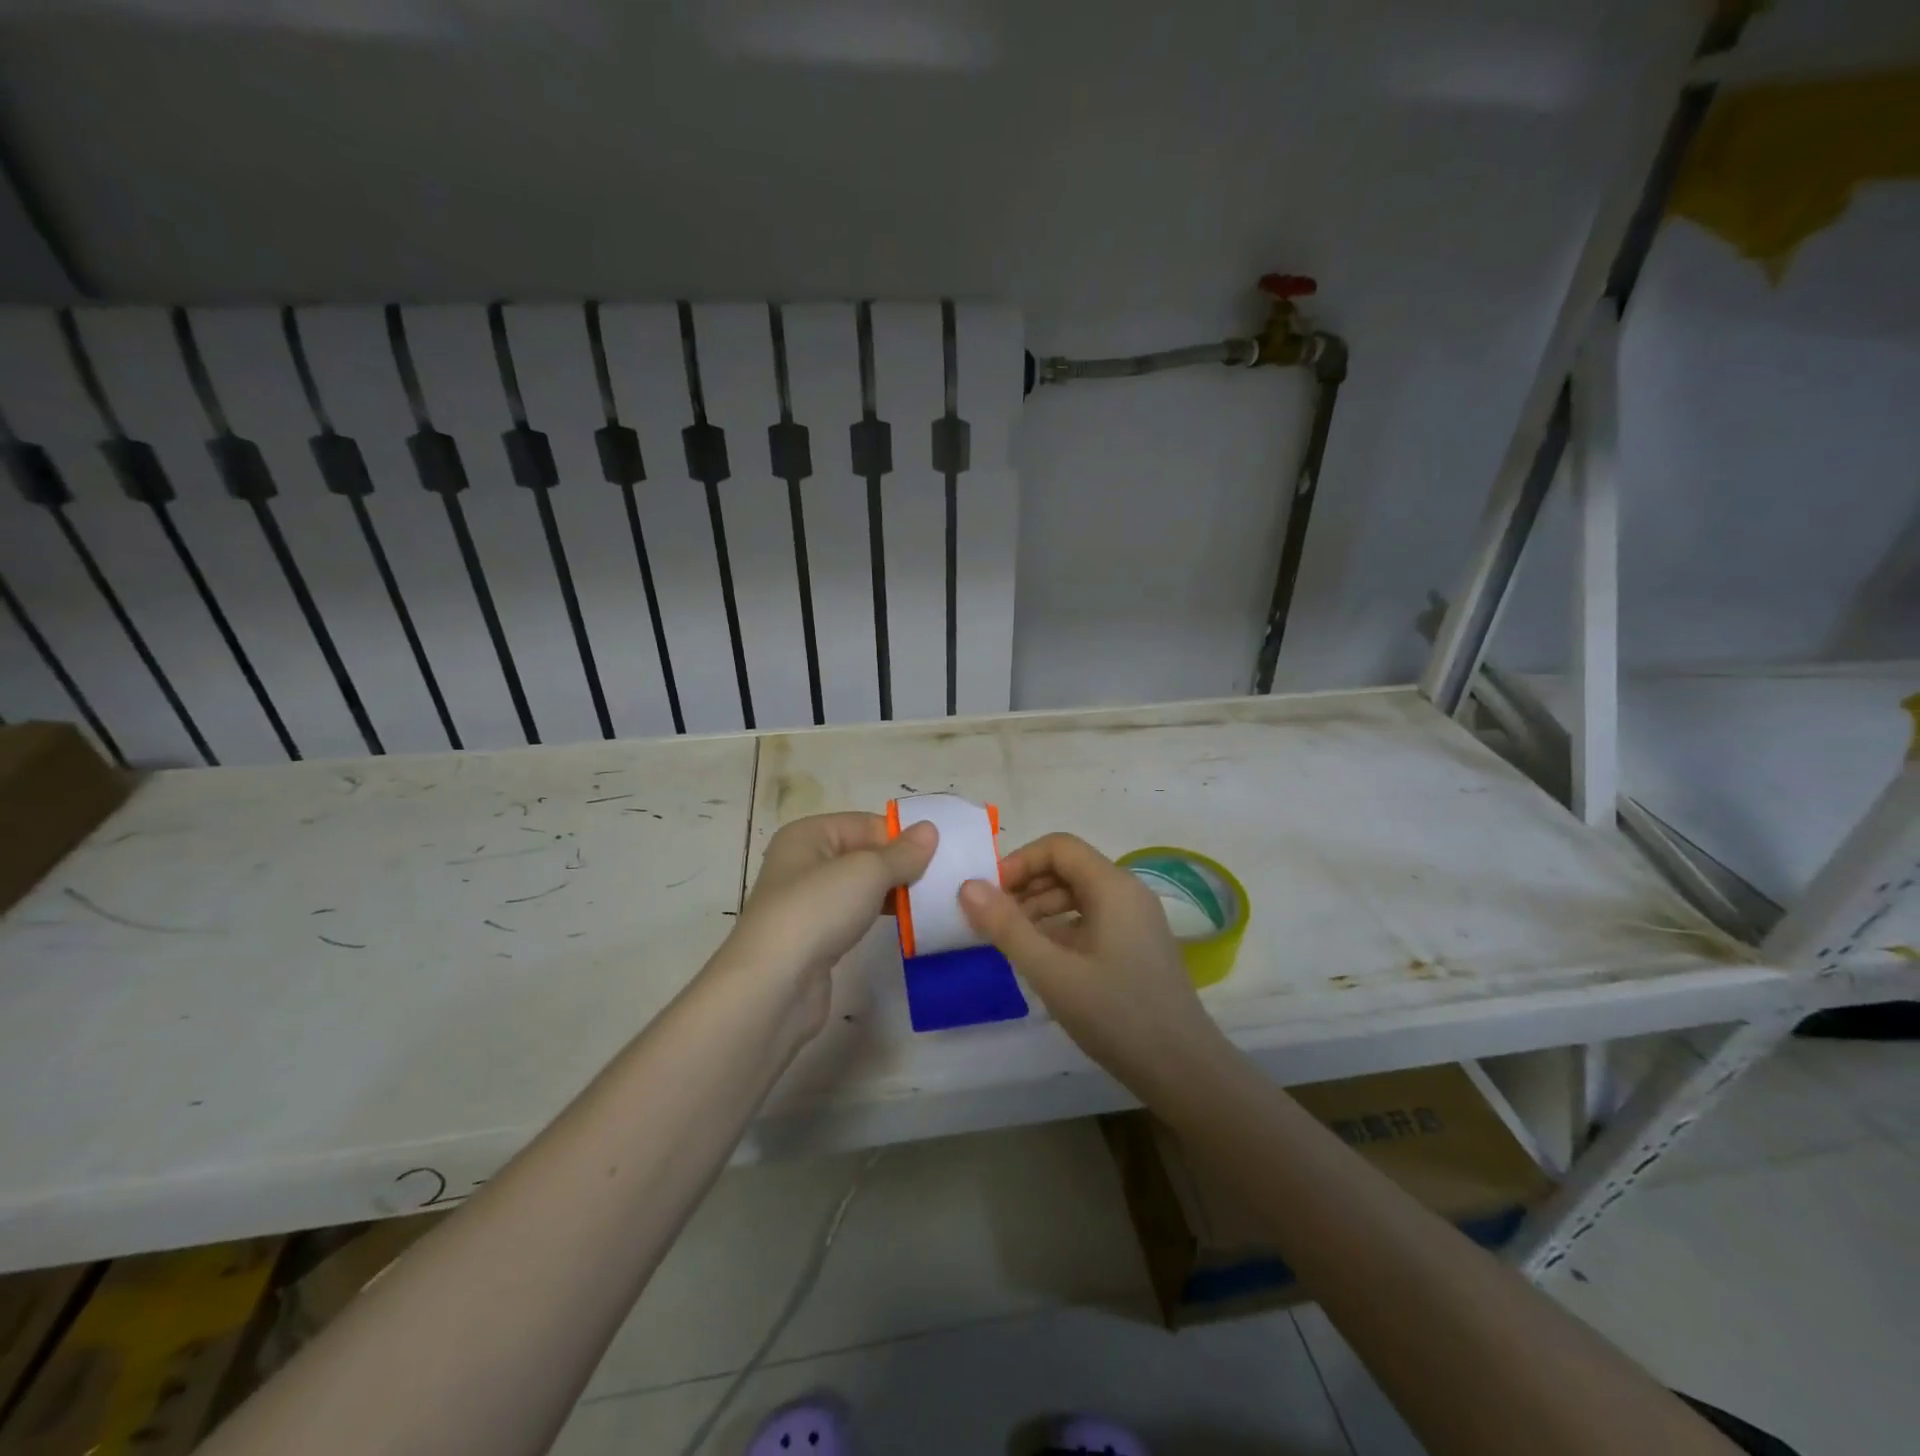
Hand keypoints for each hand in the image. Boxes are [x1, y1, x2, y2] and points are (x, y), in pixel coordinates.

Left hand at [721, 812, 937, 1040]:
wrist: (774, 985)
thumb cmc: (818, 911)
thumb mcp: (867, 872)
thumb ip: (902, 852)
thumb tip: (929, 829)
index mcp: (808, 834)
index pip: (866, 823)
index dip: (901, 837)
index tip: (939, 855)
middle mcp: (803, 862)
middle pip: (864, 854)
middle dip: (900, 865)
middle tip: (942, 880)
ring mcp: (807, 902)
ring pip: (860, 887)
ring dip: (893, 893)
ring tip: (930, 902)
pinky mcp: (814, 937)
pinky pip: (854, 915)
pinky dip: (878, 916)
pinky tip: (904, 925)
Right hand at [958, 833, 1228, 1096]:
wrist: (1184, 1070)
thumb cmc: (1116, 1014)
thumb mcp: (1052, 971)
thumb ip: (1007, 927)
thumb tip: (967, 887)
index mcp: (1113, 886)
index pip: (1059, 847)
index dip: (1019, 862)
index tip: (989, 895)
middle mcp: (1128, 892)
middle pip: (1069, 868)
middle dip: (1027, 886)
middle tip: (993, 919)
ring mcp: (1137, 920)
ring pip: (1080, 895)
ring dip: (1041, 908)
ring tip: (1011, 940)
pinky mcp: (1137, 945)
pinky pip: (1092, 919)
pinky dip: (1062, 928)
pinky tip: (1042, 958)